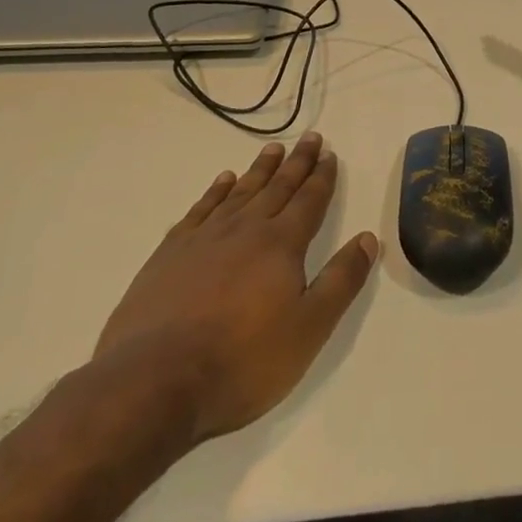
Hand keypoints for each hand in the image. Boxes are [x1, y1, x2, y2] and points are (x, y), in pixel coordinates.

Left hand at [89, 133, 378, 449]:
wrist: (154, 383)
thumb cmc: (242, 361)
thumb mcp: (309, 329)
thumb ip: (341, 281)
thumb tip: (368, 238)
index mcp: (281, 245)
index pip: (309, 201)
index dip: (322, 177)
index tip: (329, 153)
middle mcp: (245, 230)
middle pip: (277, 187)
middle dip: (296, 163)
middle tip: (309, 137)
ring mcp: (203, 239)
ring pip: (240, 192)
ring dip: (259, 170)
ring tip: (272, 149)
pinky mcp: (169, 255)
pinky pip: (200, 210)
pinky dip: (215, 192)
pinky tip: (223, 182)